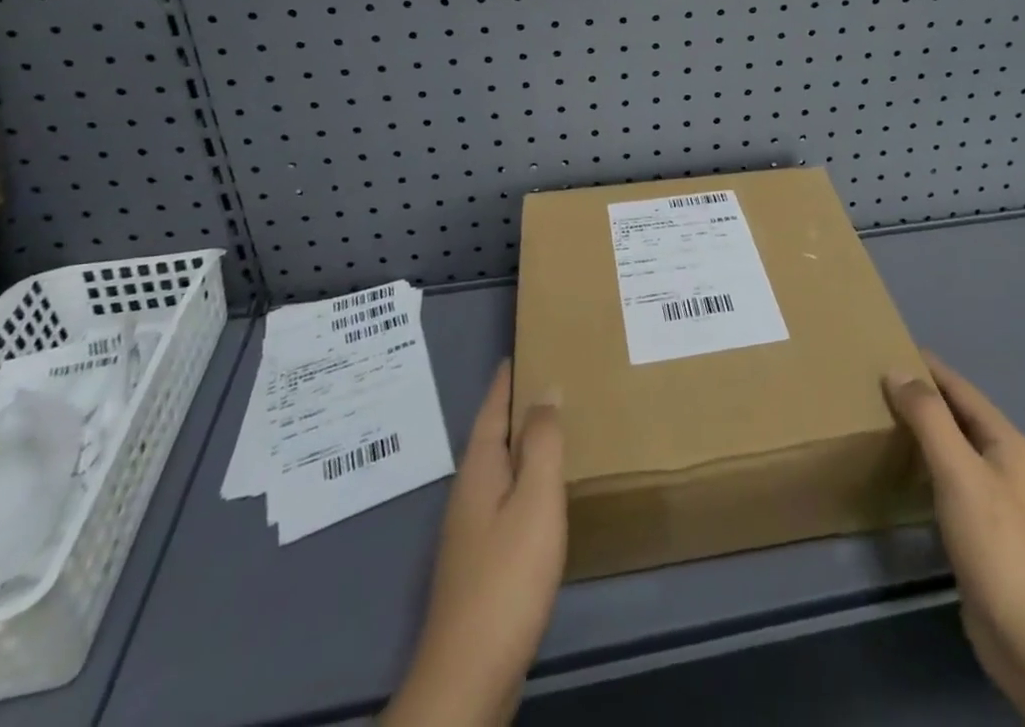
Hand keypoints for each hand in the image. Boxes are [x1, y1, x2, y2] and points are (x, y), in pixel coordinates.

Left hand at [383, 361, 564, 726]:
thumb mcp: (536, 500)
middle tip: (552, 378)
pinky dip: (525, 479)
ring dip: (523, 443)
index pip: (493, 408)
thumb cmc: (507, 578)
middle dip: (517, 406)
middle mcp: (469, 492)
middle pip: (493, 435)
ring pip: (500, 468)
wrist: (468, 677)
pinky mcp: (480, 562)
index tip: (523, 347)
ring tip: (556, 427)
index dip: (508, 378)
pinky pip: (505, 498)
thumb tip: (546, 388)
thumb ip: (543, 443)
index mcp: (479, 470)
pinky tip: (545, 493)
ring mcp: (470, 530)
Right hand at [883, 353, 1024, 699]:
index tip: (887, 346)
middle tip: (874, 381)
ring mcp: (995, 499)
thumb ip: (929, 418)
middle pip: (957, 415)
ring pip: (952, 448)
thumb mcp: (959, 471)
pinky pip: (947, 479)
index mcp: (1006, 441)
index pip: (960, 388)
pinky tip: (901, 469)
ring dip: (921, 430)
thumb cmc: (997, 543)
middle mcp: (1004, 463)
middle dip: (921, 395)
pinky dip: (924, 464)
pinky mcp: (981, 531)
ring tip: (880, 417)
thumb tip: (897, 371)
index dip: (926, 366)